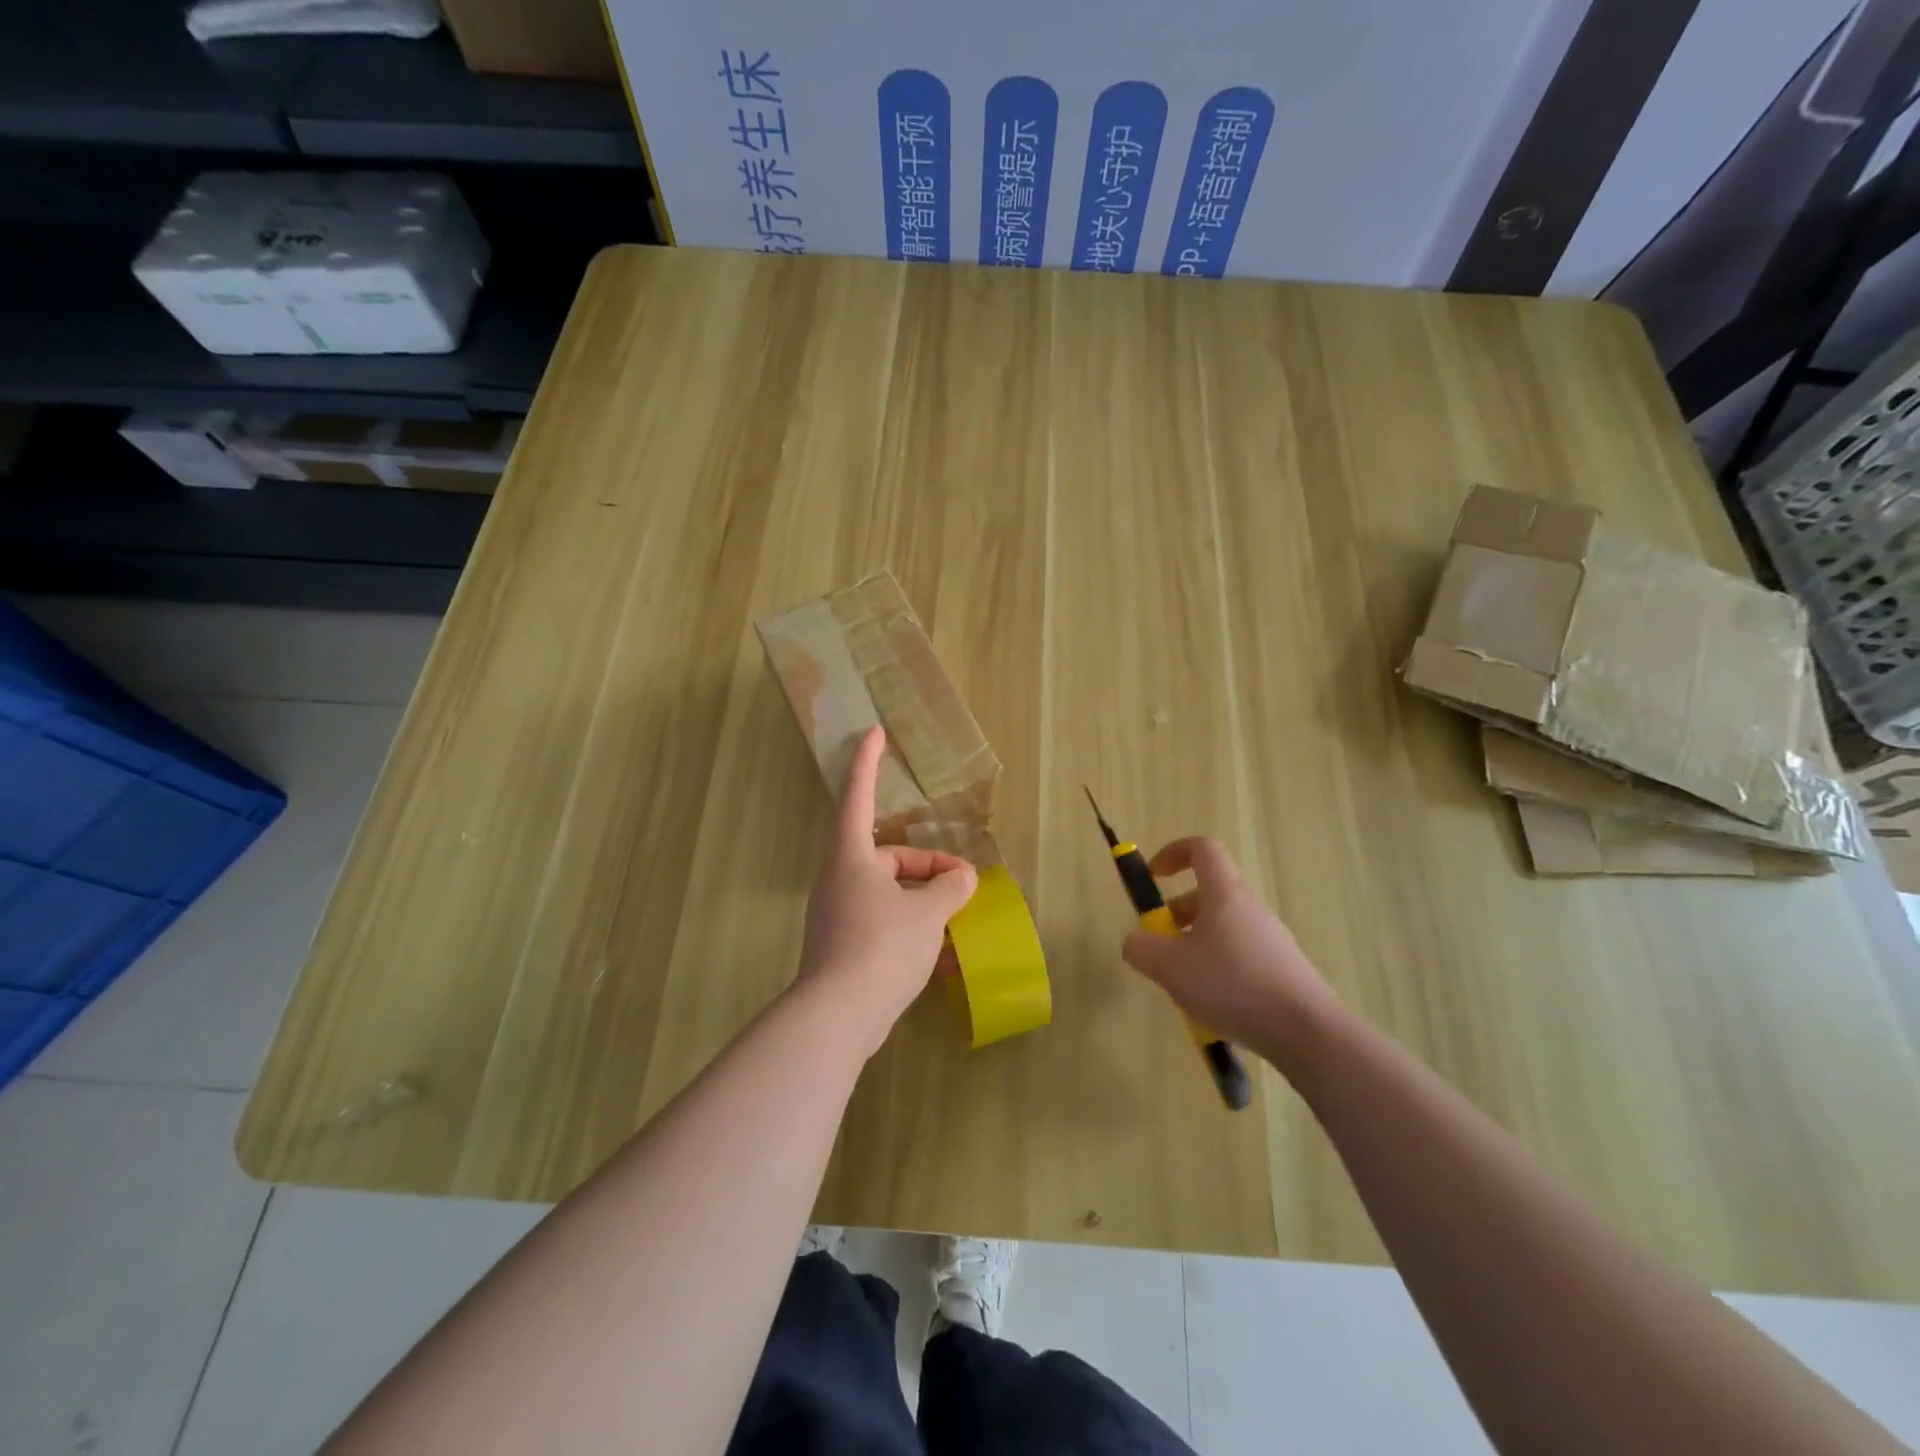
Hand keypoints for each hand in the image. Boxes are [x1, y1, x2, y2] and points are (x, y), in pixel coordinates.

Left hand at [796, 726, 978, 1057]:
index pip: (858, 795)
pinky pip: (884, 921)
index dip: (867, 762)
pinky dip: (911, 925)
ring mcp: (839, 914)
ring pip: (888, 891)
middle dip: (928, 863)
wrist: (838, 1017)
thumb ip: (950, 888)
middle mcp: (840, 879)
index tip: (874, 732)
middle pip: (887, 855)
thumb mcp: (928, 912)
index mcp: (851, 856)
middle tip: (964, 880)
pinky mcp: (844, 946)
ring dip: (923, 898)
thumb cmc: (881, 946)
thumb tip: (962, 877)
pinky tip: (940, 952)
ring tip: (957, 917)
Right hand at [1120, 837, 1338, 1066]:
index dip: (1173, 853)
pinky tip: (1213, 1007)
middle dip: (1177, 913)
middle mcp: (1249, 908)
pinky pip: (1240, 956)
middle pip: (1209, 893)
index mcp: (1224, 894)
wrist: (1306, 1030)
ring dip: (1196, 945)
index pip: (1202, 849)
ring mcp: (1270, 938)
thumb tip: (1135, 941)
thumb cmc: (1232, 985)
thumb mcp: (1170, 967)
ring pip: (1223, 927)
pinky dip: (1218, 970)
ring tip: (1183, 985)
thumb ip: (1142, 948)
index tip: (1153, 876)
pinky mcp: (1282, 969)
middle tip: (1160, 945)